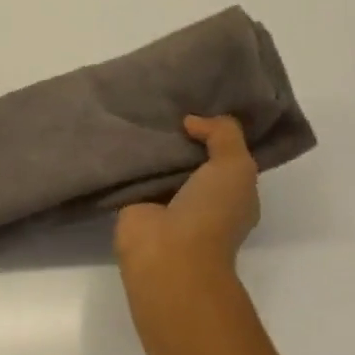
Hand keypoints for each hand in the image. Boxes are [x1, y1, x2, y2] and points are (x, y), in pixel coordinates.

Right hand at [115, 115, 260, 271]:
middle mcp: (201, 197)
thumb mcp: (236, 166)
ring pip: (161, 162)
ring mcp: (166, 201)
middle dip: (181, 132)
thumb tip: (192, 121)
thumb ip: (223, 134)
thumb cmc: (211, 212)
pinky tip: (119, 129)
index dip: (217, 130)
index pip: (227, 155)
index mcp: (232, 192)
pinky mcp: (135, 203)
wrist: (168, 253)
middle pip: (191, 156)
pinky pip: (133, 171)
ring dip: (152, 143)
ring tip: (140, 108)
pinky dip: (128, 155)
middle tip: (166, 101)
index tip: (203, 102)